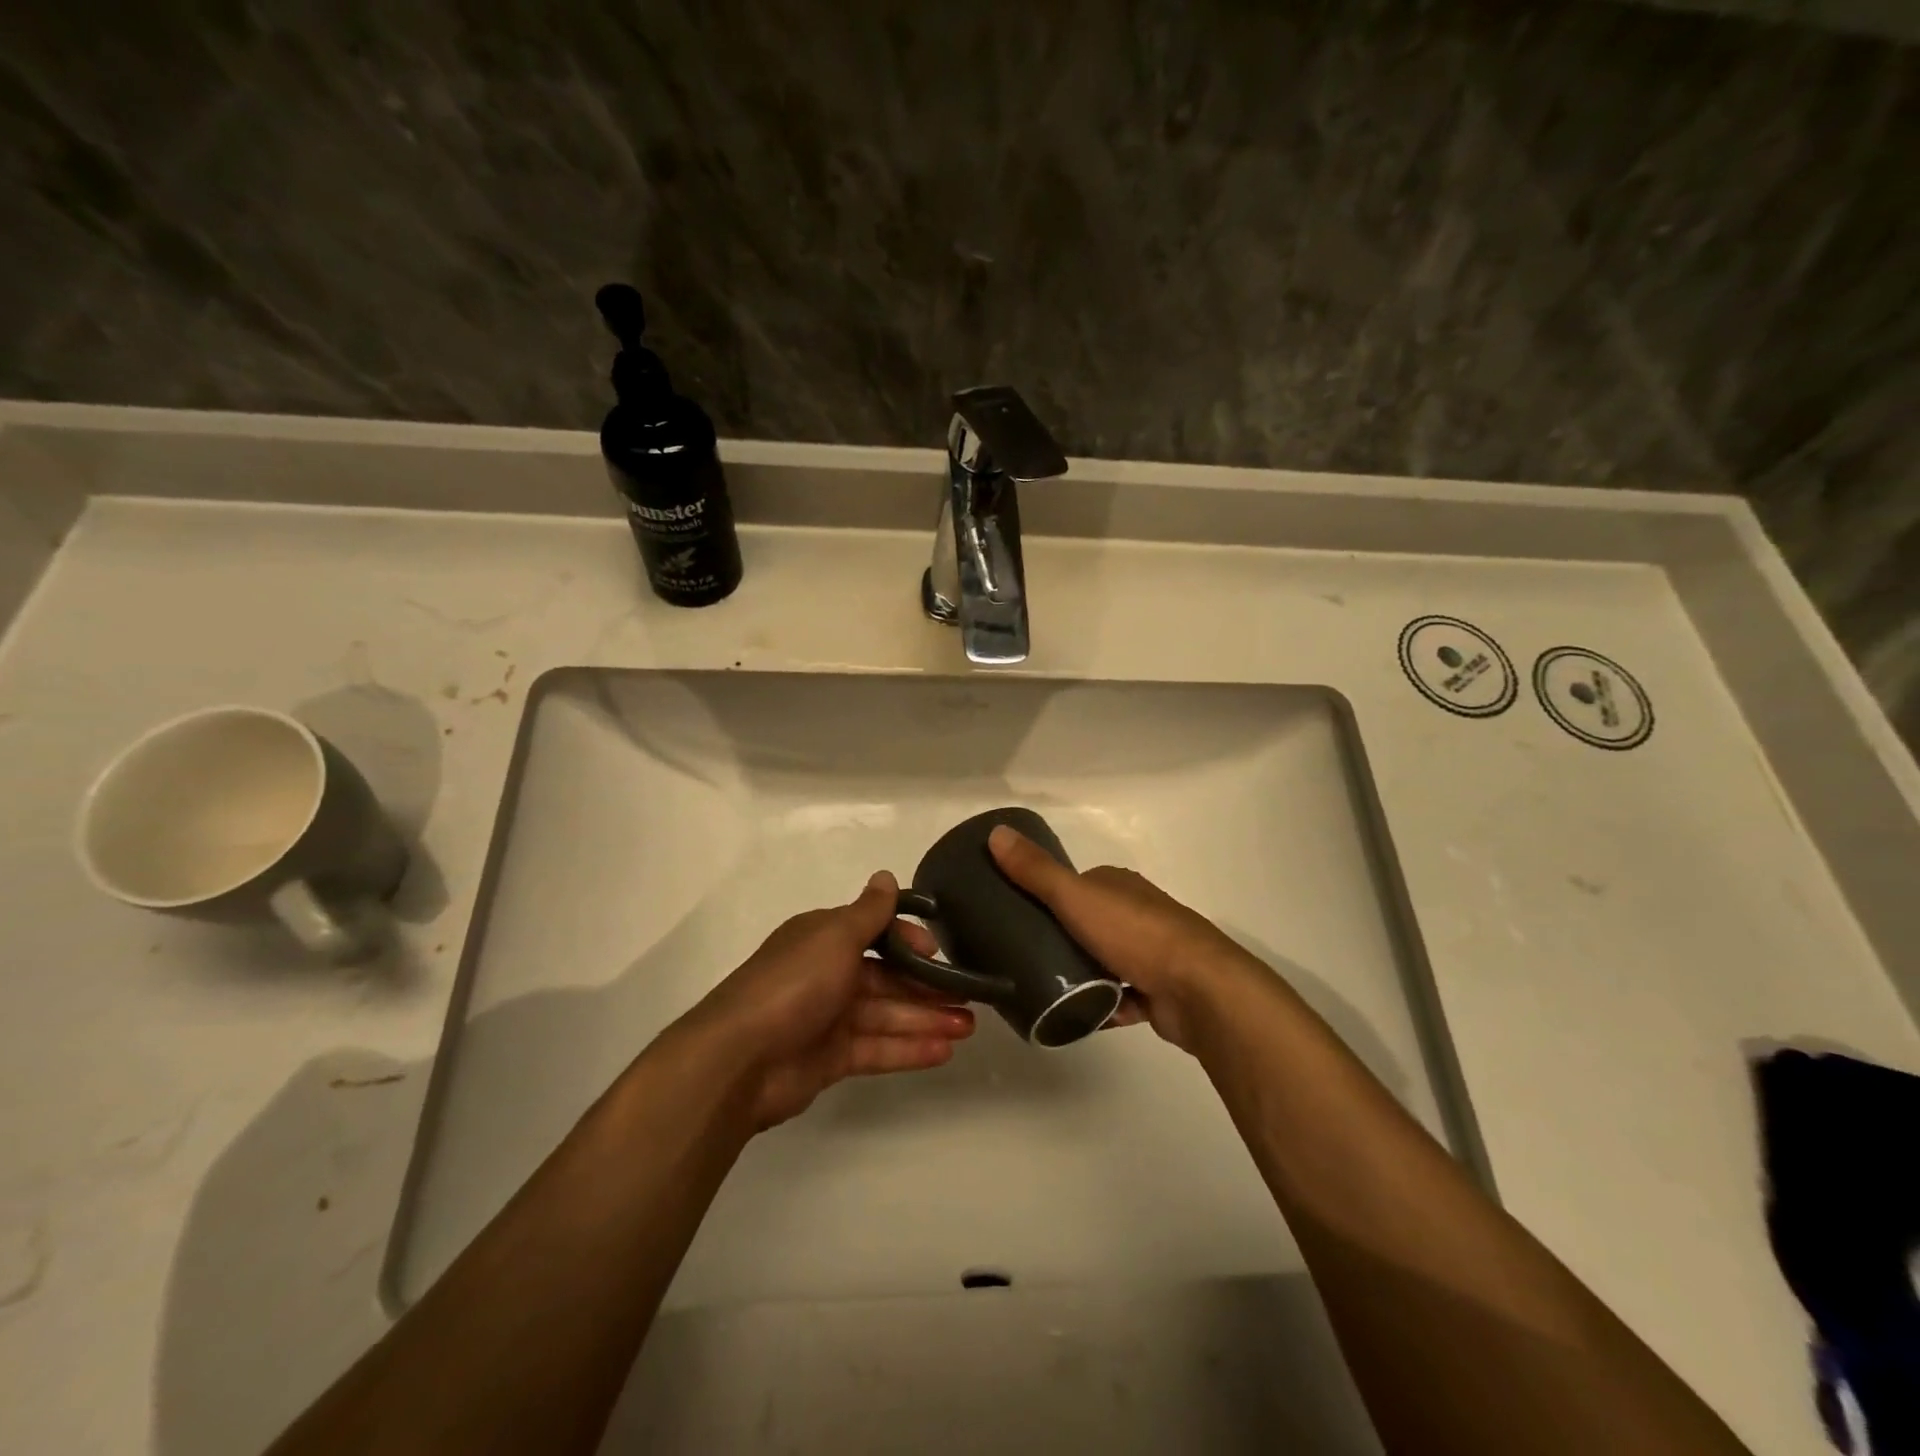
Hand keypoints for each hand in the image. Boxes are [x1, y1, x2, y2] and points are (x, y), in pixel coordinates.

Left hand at [682, 871, 974, 1129]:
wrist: (739, 1059)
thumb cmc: (793, 984)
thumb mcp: (835, 936)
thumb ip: (869, 912)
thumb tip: (887, 875)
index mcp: (824, 939)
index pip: (875, 933)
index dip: (908, 940)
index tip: (939, 952)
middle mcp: (827, 973)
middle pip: (886, 977)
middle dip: (927, 986)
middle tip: (971, 997)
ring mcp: (828, 1018)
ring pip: (887, 1014)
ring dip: (927, 1019)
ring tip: (969, 1026)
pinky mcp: (830, 1058)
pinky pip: (877, 1048)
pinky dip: (909, 1048)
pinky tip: (944, 1051)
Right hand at [988, 825, 1258, 1053]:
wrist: (1198, 989)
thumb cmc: (1134, 934)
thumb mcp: (1075, 897)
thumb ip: (1035, 871)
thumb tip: (996, 832)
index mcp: (1119, 885)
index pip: (1076, 884)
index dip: (1048, 896)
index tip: (1017, 915)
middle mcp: (1137, 913)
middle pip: (1089, 923)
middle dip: (1062, 940)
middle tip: (1024, 957)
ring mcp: (1151, 953)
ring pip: (1104, 961)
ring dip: (1081, 975)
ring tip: (1044, 989)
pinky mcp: (1158, 991)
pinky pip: (1121, 997)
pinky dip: (1103, 1006)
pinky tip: (1079, 1015)